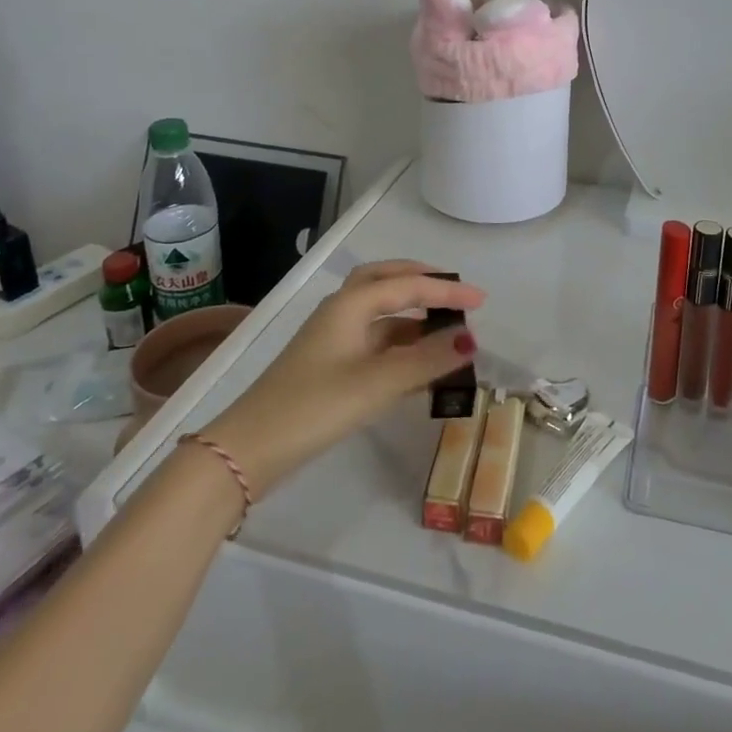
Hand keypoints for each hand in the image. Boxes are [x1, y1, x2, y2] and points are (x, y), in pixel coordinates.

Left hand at [201, 261, 484, 500]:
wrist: (249, 450)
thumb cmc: (315, 406)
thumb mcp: (377, 383)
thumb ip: (427, 360)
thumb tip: (470, 339)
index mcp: (351, 305)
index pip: (408, 286)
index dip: (447, 291)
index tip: (482, 301)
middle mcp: (341, 312)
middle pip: (386, 282)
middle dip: (422, 282)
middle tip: (455, 294)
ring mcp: (332, 338)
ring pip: (380, 314)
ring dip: (412, 316)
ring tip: (446, 331)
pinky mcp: (329, 365)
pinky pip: (374, 341)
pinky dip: (400, 343)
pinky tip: (418, 365)